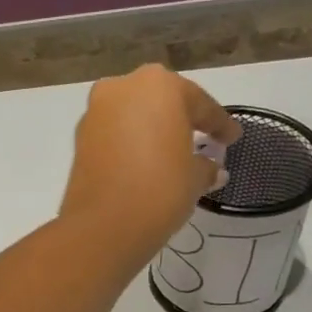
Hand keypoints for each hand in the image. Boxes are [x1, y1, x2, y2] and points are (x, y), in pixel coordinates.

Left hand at [60, 65, 239, 268]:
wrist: (103, 226)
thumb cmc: (160, 190)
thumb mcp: (194, 178)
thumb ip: (205, 166)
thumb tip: (211, 169)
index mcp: (160, 85)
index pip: (199, 103)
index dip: (219, 124)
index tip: (232, 138)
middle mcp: (123, 88)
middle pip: (161, 102)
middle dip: (181, 120)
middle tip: (201, 139)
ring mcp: (96, 112)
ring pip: (133, 116)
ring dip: (152, 131)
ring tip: (171, 155)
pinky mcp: (79, 139)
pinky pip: (114, 135)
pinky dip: (130, 145)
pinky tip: (143, 164)